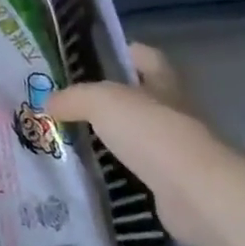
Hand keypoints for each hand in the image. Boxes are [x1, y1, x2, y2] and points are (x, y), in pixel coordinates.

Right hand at [48, 44, 242, 245]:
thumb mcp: (102, 101)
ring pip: (139, 135)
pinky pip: (138, 170)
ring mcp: (176, 150)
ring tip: (73, 137)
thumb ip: (73, 98)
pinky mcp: (173, 185)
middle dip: (112, 99)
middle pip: (142, 97)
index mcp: (163, 82)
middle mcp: (174, 111)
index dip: (125, 52)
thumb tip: (49, 102)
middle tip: (71, 102)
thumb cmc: (152, 132)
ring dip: (113, 137)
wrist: (196, 193)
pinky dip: (118, 171)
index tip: (96, 58)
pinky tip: (91, 172)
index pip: (146, 56)